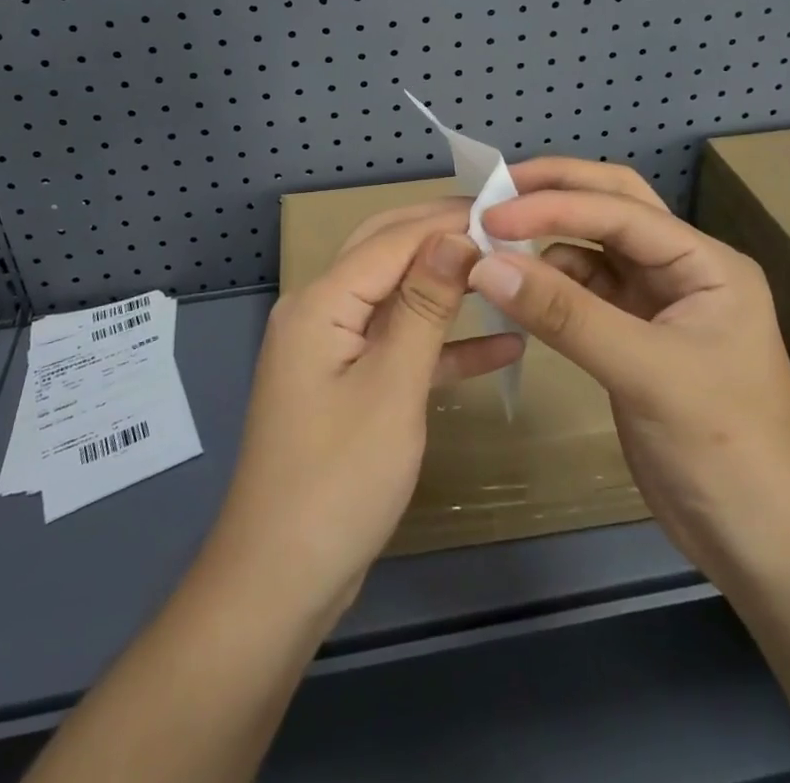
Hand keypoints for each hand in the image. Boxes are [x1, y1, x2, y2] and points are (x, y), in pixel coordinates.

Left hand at [203, 203, 524, 622]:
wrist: (281, 580)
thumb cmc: (338, 480)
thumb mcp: (392, 388)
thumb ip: (424, 307)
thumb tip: (455, 236)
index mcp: (320, 303)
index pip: (391, 239)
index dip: (446, 221)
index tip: (504, 209)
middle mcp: (320, 313)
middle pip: (387, 256)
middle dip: (442, 238)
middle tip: (505, 228)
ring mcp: (333, 351)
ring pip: (397, 299)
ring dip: (447, 287)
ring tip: (508, 271)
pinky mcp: (348, 386)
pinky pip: (399, 348)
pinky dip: (444, 345)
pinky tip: (503, 346)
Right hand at [468, 158, 789, 581]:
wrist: (762, 547)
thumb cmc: (724, 450)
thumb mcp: (646, 374)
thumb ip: (565, 315)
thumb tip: (485, 264)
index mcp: (706, 263)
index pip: (621, 211)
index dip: (554, 205)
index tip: (492, 213)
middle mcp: (683, 270)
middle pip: (613, 207)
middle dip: (556, 192)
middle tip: (495, 190)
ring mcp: (657, 303)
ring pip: (594, 247)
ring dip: (547, 238)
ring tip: (493, 238)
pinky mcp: (632, 337)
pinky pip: (583, 290)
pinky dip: (548, 283)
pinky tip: (516, 288)